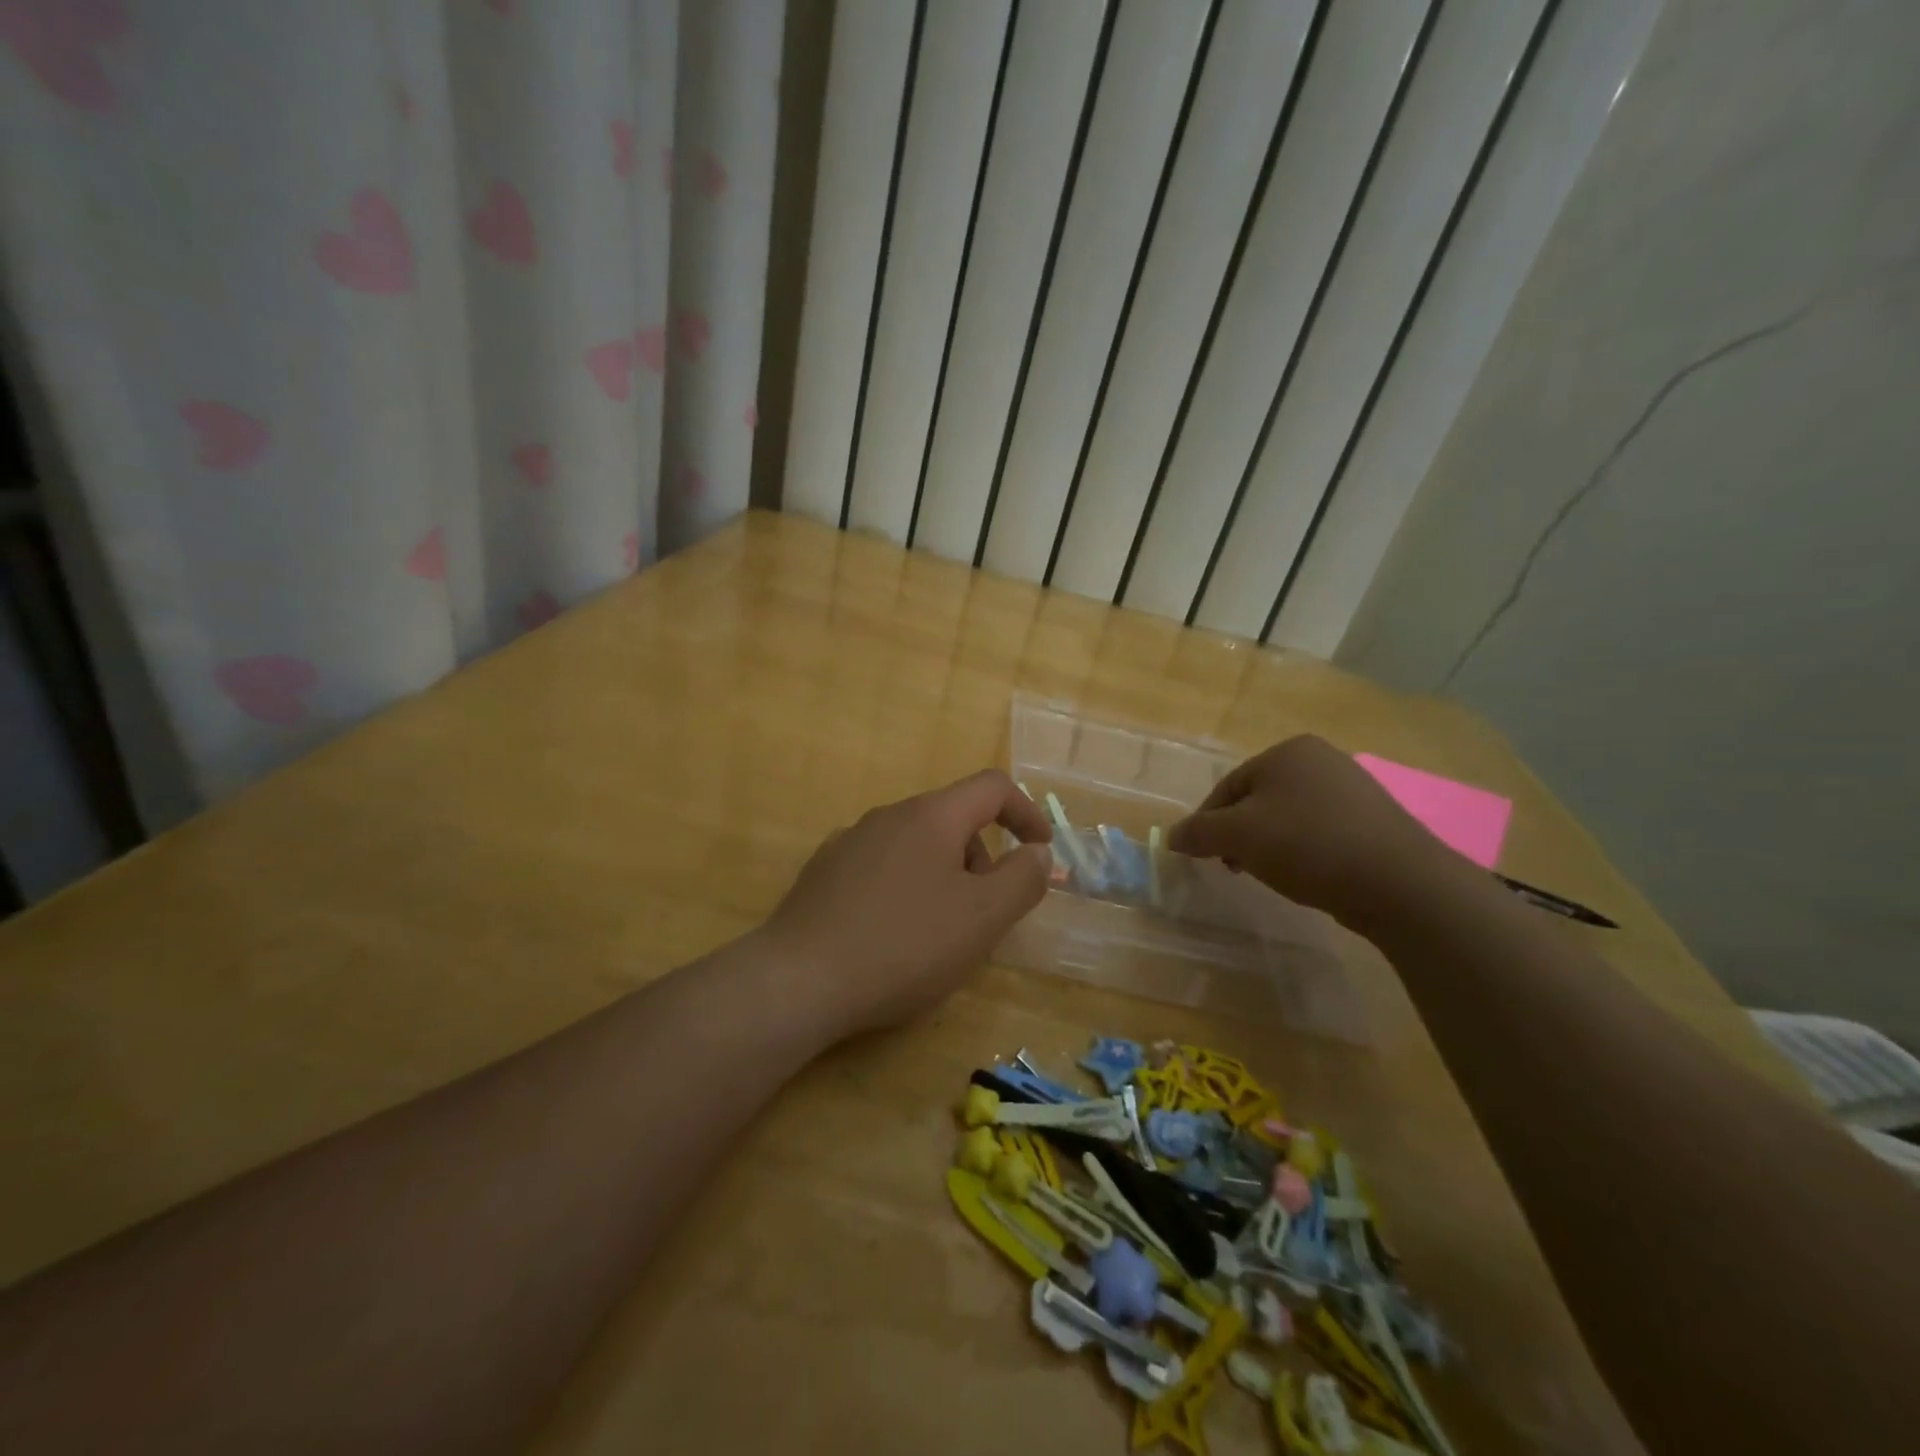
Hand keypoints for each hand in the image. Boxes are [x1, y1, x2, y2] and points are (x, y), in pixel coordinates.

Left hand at [760, 770, 1054, 1034]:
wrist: (799, 981)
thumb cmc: (904, 945)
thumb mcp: (983, 918)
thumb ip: (1022, 879)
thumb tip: (1038, 852)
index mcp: (931, 816)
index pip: (992, 787)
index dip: (1026, 812)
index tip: (1040, 850)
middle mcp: (888, 815)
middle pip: (953, 818)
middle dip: (982, 858)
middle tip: (983, 914)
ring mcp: (850, 841)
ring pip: (916, 844)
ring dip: (944, 875)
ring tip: (937, 932)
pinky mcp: (823, 871)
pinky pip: (882, 866)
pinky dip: (905, 886)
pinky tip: (891, 933)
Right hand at [1168, 736, 1453, 921]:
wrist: (1400, 883)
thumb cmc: (1308, 845)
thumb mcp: (1238, 836)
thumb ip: (1198, 831)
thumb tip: (1172, 836)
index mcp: (1287, 751)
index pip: (1227, 787)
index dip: (1207, 822)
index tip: (1201, 855)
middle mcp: (1322, 759)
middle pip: (1258, 799)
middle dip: (1239, 834)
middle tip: (1233, 867)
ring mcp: (1353, 789)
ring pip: (1289, 816)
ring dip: (1269, 844)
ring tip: (1271, 874)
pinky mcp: (1374, 820)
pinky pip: (1320, 831)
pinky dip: (1303, 851)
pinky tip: (1307, 875)